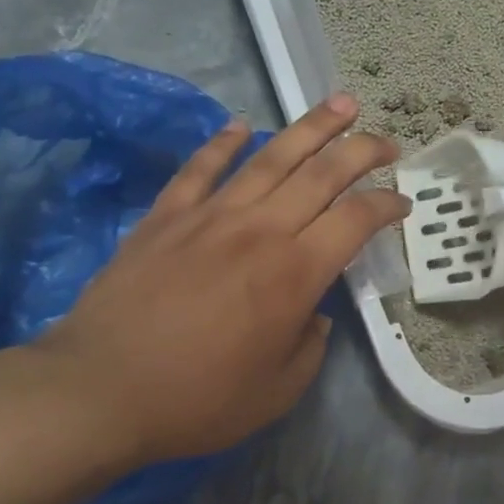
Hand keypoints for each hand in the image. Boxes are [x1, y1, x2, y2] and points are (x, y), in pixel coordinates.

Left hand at [36, 95, 406, 466]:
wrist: (100, 391)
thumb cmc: (199, 399)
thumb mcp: (279, 391)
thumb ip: (310, 346)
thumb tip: (313, 315)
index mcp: (296, 273)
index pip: (356, 219)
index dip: (387, 205)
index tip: (402, 202)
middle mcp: (260, 230)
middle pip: (322, 173)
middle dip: (362, 151)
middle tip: (387, 141)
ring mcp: (210, 216)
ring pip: (270, 157)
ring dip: (310, 127)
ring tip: (339, 104)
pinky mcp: (166, 217)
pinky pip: (200, 169)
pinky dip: (222, 143)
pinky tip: (240, 126)